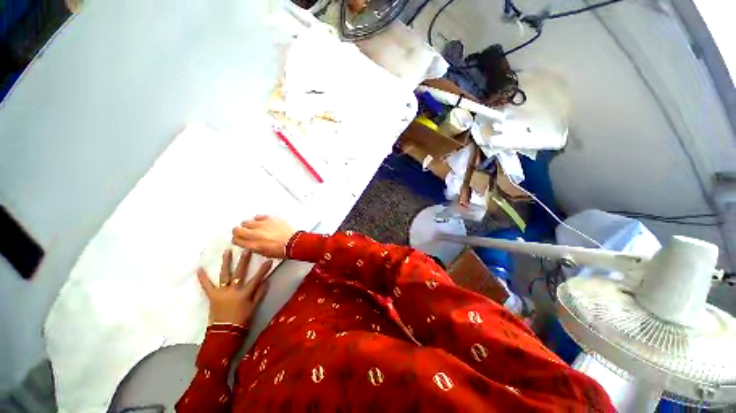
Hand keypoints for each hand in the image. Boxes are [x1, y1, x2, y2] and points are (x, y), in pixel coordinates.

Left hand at [197, 249, 272, 325]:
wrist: (224, 332)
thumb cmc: (242, 319)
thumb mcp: (254, 306)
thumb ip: (260, 293)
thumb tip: (266, 281)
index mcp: (245, 293)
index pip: (257, 278)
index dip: (263, 269)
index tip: (269, 259)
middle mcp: (234, 290)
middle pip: (240, 272)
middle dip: (244, 260)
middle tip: (246, 249)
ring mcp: (222, 292)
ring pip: (225, 274)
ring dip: (226, 262)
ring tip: (227, 251)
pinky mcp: (212, 296)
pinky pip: (207, 286)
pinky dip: (203, 278)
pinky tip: (199, 269)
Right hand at [232, 215, 295, 258]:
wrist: (293, 242)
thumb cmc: (281, 250)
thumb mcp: (264, 253)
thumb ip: (254, 247)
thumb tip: (249, 243)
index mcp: (252, 245)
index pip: (236, 240)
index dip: (237, 239)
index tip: (239, 238)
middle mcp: (254, 234)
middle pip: (237, 229)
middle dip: (239, 231)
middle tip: (244, 231)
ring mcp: (262, 225)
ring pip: (247, 221)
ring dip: (249, 224)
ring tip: (254, 226)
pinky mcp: (270, 218)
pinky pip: (259, 216)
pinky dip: (259, 219)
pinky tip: (262, 222)